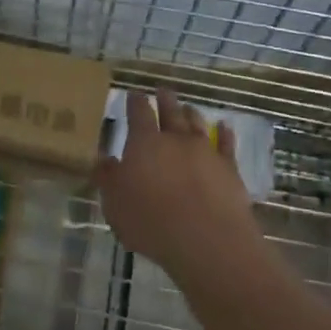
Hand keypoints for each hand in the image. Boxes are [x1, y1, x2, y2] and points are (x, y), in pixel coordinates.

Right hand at [94, 87, 262, 281]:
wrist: (206, 240)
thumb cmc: (151, 222)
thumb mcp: (115, 204)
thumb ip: (108, 179)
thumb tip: (101, 158)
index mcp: (144, 143)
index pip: (139, 113)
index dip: (135, 102)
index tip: (134, 93)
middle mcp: (175, 139)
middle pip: (170, 112)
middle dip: (164, 100)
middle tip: (162, 90)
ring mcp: (205, 151)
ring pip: (196, 124)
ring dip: (190, 114)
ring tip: (188, 107)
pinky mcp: (229, 168)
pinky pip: (226, 144)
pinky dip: (224, 133)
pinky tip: (224, 127)